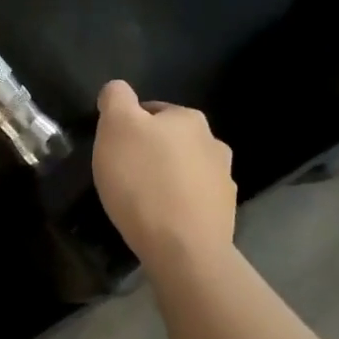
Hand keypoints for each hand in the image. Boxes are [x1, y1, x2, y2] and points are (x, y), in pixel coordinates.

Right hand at [92, 80, 235, 267]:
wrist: (183, 249)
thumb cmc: (143, 181)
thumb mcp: (115, 127)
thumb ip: (116, 98)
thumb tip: (118, 90)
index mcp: (188, 118)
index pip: (150, 110)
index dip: (127, 128)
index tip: (114, 151)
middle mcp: (213, 142)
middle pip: (170, 140)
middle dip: (149, 152)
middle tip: (124, 176)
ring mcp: (224, 180)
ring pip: (184, 169)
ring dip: (166, 178)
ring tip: (143, 201)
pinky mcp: (224, 213)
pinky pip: (194, 200)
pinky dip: (178, 204)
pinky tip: (162, 220)